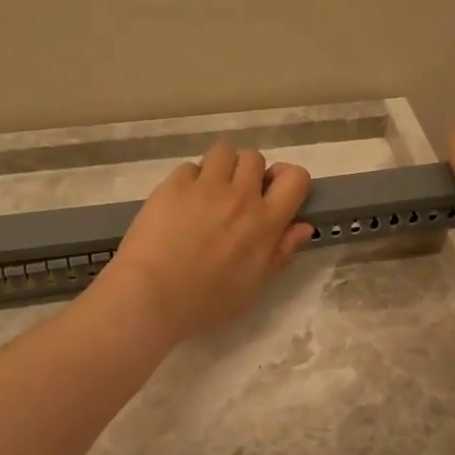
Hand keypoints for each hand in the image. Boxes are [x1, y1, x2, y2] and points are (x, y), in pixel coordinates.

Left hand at [92, 143, 313, 343]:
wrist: (151, 296)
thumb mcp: (253, 287)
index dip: (287, 178)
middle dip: (248, 172)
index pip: (295, 177)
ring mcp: (205, 186)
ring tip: (208, 190)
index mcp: (265, 222)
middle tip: (235, 195)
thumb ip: (280, 253)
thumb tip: (303, 227)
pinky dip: (188, 180)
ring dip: (220, 167)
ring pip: (223, 151)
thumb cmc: (205, 302)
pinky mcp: (173, 184)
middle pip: (255, 158)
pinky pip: (189, 167)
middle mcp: (240, 196)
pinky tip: (178, 202)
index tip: (273, 192)